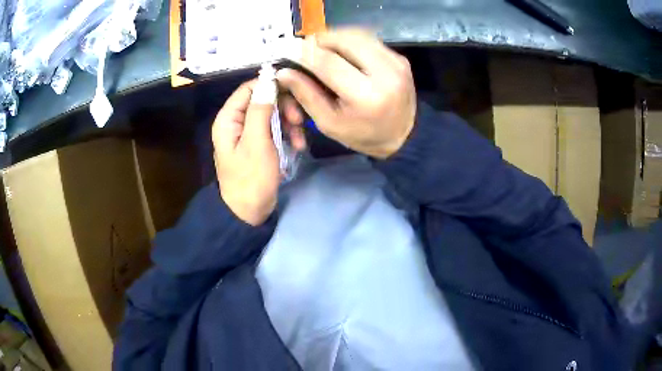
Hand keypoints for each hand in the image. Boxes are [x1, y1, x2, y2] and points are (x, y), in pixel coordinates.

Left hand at [212, 81, 304, 225]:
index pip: (249, 88)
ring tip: (300, 140)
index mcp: (228, 118)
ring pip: (272, 114)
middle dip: (284, 107)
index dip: (271, 86)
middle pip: (263, 100)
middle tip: (299, 120)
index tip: (295, 91)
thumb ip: (260, 110)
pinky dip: (287, 134)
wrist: (249, 212)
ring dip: (289, 123)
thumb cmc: (251, 178)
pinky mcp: (259, 143)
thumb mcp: (257, 142)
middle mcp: (236, 121)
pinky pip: (275, 129)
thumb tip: (268, 81)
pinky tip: (298, 146)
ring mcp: (248, 133)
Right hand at [277, 29, 415, 158]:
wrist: (404, 135)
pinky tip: (342, 52)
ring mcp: (396, 63)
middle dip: (320, 40)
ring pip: (358, 35)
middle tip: (306, 49)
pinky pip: (370, 39)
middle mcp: (385, 73)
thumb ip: (306, 95)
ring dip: (335, 38)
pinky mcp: (400, 58)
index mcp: (366, 96)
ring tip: (322, 49)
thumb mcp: (329, 123)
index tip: (291, 53)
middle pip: (345, 40)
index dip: (306, 54)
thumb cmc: (363, 134)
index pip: (328, 62)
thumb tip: (284, 71)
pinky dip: (351, 41)